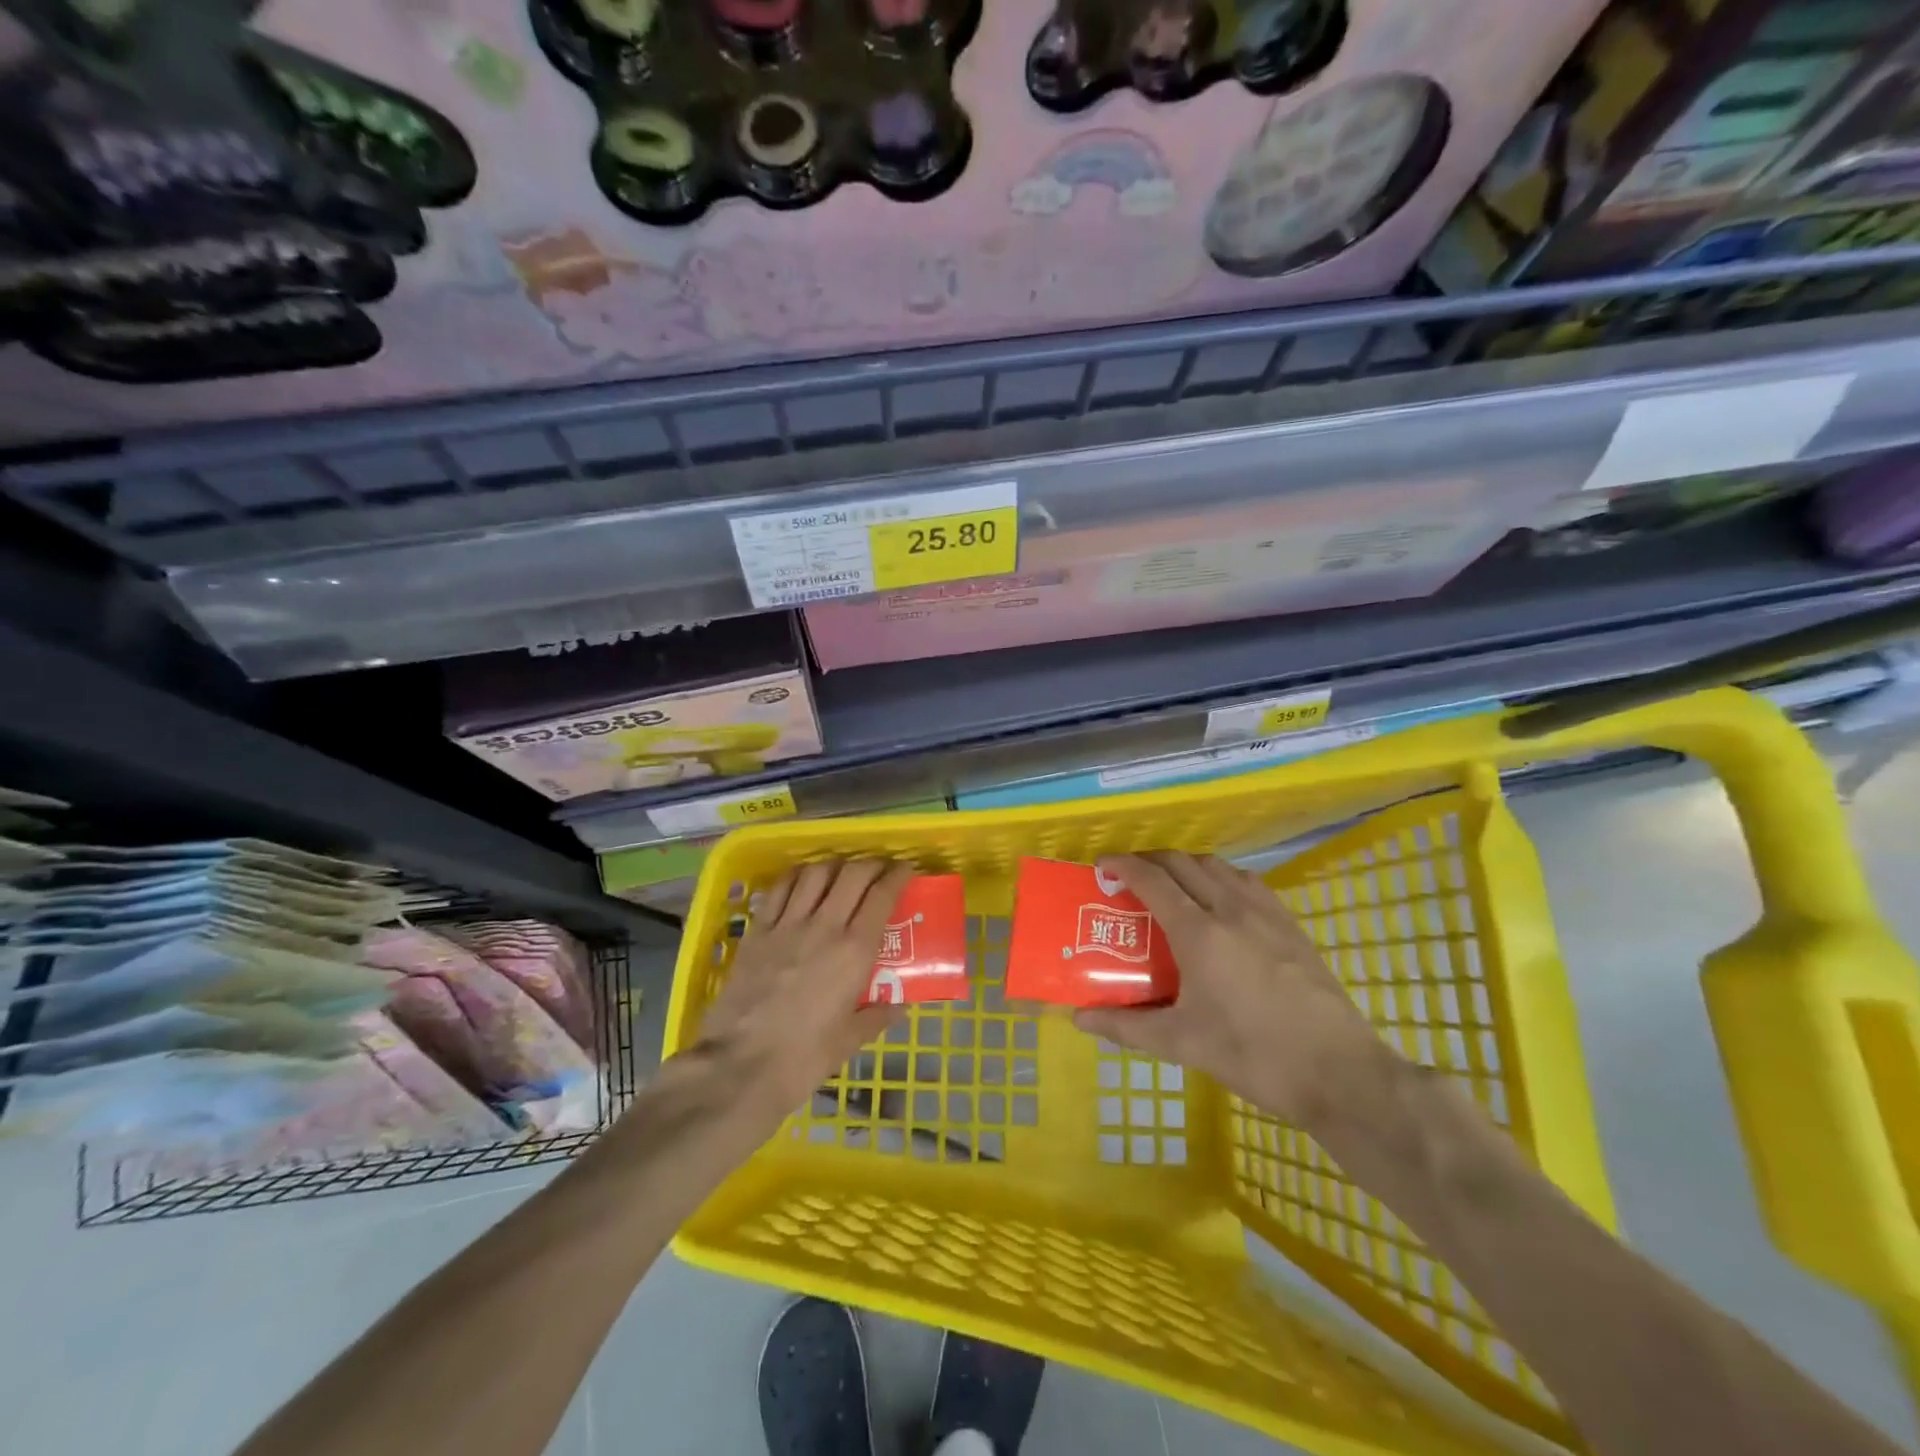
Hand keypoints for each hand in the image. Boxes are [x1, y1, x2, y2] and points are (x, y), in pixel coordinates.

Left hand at [692, 858, 912, 1120]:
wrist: (739, 1066)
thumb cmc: (803, 1058)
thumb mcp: (849, 1041)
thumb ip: (876, 1017)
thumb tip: (898, 1006)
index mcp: (855, 951)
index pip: (881, 896)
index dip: (897, 876)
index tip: (906, 869)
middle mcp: (825, 927)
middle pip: (852, 875)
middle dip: (871, 864)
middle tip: (879, 870)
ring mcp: (787, 925)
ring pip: (816, 873)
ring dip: (835, 865)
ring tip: (841, 872)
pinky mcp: (758, 931)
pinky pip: (780, 889)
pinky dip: (797, 876)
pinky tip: (802, 880)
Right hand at [1074, 852, 1389, 1130]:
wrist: (1339, 1071)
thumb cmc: (1253, 1055)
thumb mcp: (1182, 1043)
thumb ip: (1127, 1026)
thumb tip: (1080, 1019)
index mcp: (1199, 932)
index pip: (1152, 879)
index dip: (1123, 865)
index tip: (1102, 864)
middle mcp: (1230, 909)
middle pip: (1183, 863)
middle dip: (1151, 860)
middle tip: (1130, 876)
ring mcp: (1266, 913)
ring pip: (1218, 866)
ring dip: (1187, 864)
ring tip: (1171, 884)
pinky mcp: (1291, 925)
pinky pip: (1248, 882)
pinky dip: (1221, 877)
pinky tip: (1221, 901)